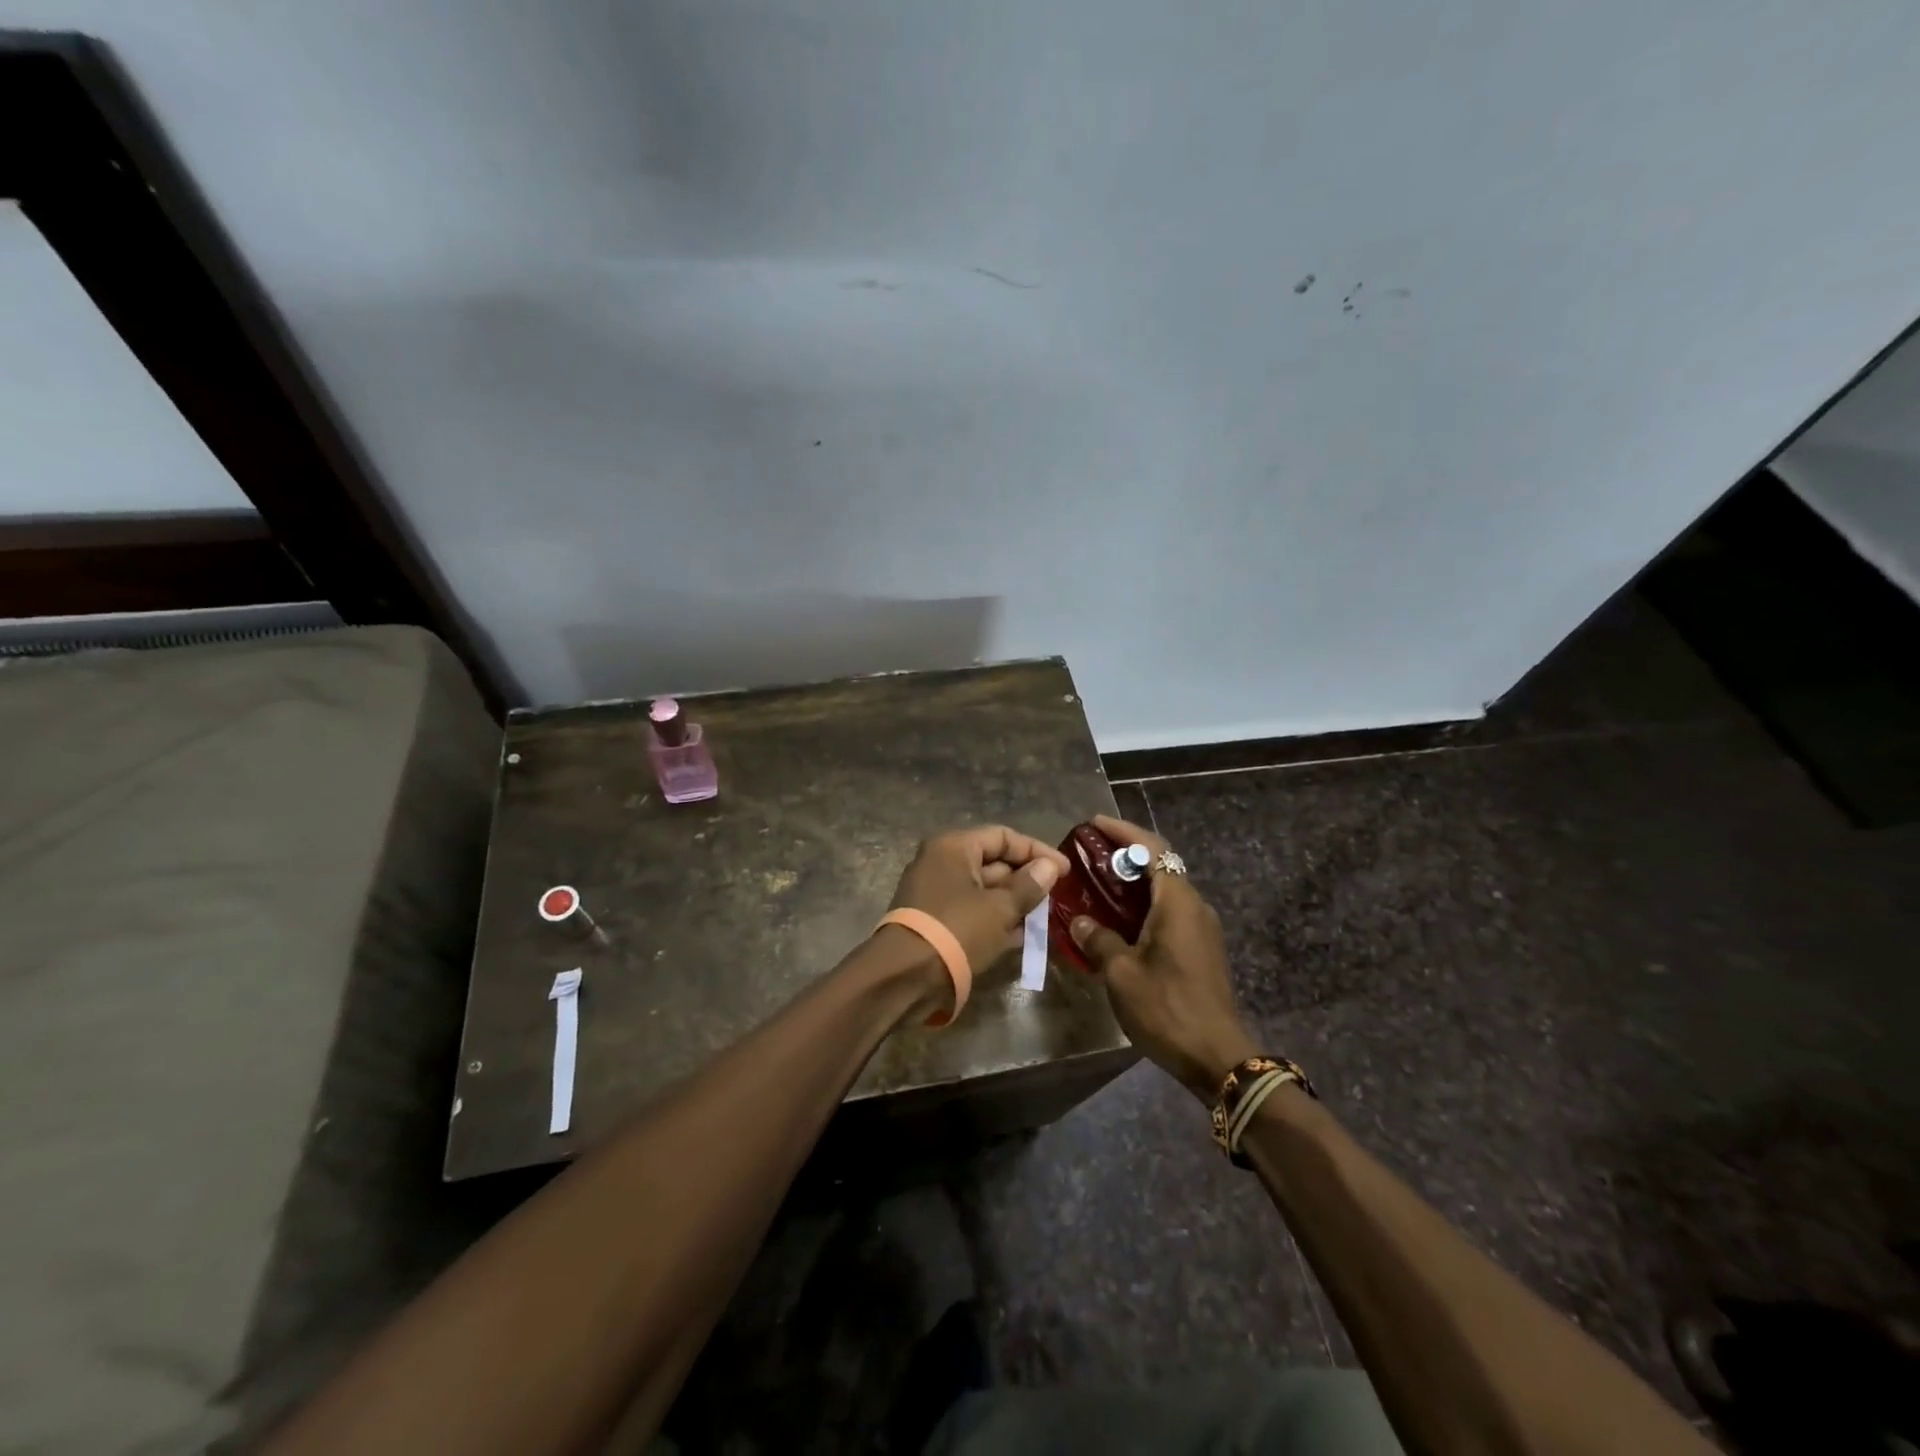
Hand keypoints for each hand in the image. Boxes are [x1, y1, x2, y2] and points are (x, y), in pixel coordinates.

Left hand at [888, 825, 1067, 974]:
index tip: (1065, 871)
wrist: (906, 977)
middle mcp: (941, 862)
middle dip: (1025, 879)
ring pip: (984, 889)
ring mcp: (935, 892)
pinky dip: (995, 919)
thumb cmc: (957, 931)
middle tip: (1055, 896)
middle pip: (993, 862)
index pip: (1003, 836)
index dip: (1037, 851)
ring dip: (1013, 902)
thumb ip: (1028, 885)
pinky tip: (1021, 935)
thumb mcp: (1000, 908)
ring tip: (1044, 917)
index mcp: (953, 847)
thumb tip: (1049, 867)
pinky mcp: (935, 920)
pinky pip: (972, 910)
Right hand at [1070, 815, 1257, 1100]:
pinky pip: (1168, 912)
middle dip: (1124, 854)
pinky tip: (1116, 920)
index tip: (1093, 823)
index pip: (1152, 849)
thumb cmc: (1167, 1008)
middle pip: (1159, 865)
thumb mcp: (1121, 973)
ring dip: (1132, 882)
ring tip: (1096, 883)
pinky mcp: (1201, 949)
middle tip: (1088, 853)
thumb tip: (1079, 921)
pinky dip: (1142, 905)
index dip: (1123, 831)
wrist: (1219, 1058)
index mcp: (1178, 902)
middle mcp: (1194, 905)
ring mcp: (1201, 928)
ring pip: (1164, 890)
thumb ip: (1098, 939)